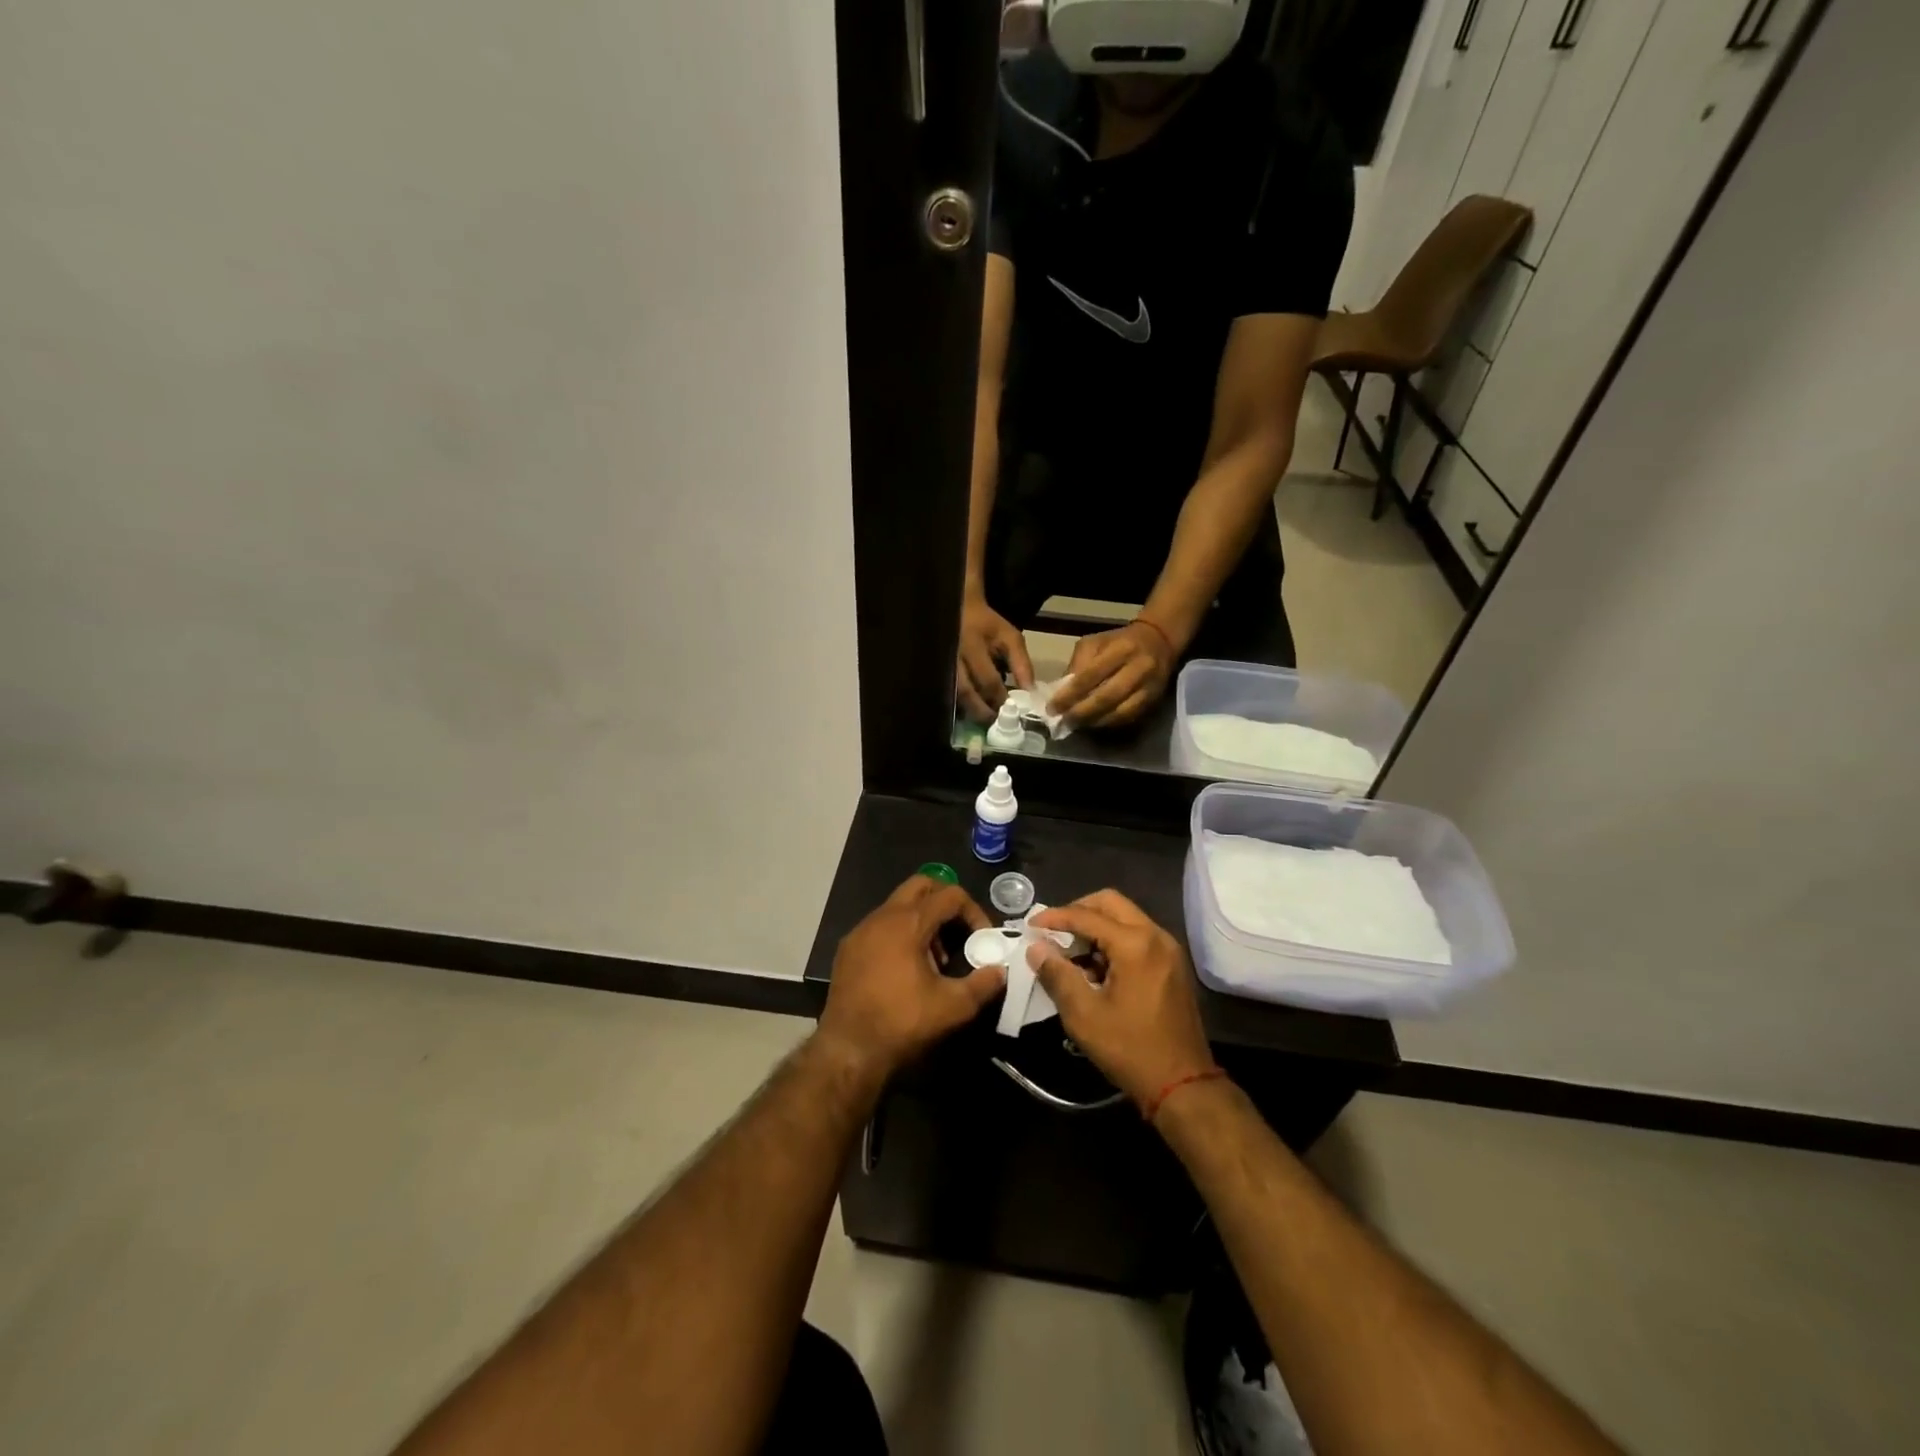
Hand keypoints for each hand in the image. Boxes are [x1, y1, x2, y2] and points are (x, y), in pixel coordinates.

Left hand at [817, 876, 1003, 1087]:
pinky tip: (906, 969)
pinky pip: (880, 925)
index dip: (973, 911)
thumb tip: (1000, 972)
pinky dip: (900, 934)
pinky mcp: (848, 948)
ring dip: (923, 920)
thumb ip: (983, 984)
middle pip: (921, 885)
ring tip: (936, 958)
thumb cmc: (902, 1022)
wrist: (848, 1049)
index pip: (950, 895)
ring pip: (898, 906)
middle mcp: (882, 916)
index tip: (983, 939)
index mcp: (908, 922)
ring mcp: (860, 931)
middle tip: (960, 931)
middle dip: (945, 902)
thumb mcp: (953, 1007)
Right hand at [955, 591, 1035, 722]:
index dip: (1000, 698)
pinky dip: (962, 706)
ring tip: (987, 720)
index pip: (987, 680)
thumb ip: (1022, 664)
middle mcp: (953, 658)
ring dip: (971, 711)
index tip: (1013, 711)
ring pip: (954, 697)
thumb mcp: (1010, 638)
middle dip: (982, 711)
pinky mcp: (937, 672)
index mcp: (972, 646)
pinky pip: (948, 694)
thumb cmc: (988, 625)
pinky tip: (973, 710)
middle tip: (996, 723)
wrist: (960, 609)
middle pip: (965, 693)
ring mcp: (942, 666)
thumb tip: (1029, 693)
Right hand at [1026, 890, 1214, 1113]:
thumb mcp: (1084, 1015)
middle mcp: (1156, 936)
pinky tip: (1095, 967)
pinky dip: (1113, 940)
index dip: (1055, 917)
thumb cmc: (1130, 1049)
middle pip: (1111, 903)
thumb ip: (1058, 975)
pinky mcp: (1172, 965)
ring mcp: (1168, 949)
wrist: (1183, 1085)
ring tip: (1070, 953)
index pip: (1087, 915)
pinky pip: (1138, 936)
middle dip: (1078, 911)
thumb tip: (1036, 948)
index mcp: (1136, 944)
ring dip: (1096, 926)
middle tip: (1053, 931)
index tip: (1031, 925)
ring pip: (1125, 918)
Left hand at [1047, 621, 1175, 728]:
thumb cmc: (1118, 642)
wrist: (1159, 641)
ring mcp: (1149, 687)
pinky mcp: (1153, 700)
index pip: (1091, 675)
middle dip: (1081, 712)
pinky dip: (1109, 723)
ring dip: (1094, 722)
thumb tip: (1062, 692)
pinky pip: (1128, 718)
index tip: (1053, 707)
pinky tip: (1094, 724)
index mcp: (1120, 649)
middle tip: (1063, 720)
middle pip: (1106, 697)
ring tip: (1076, 725)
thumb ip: (1078, 664)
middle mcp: (1138, 668)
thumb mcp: (1095, 643)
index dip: (1070, 694)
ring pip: (1119, 712)